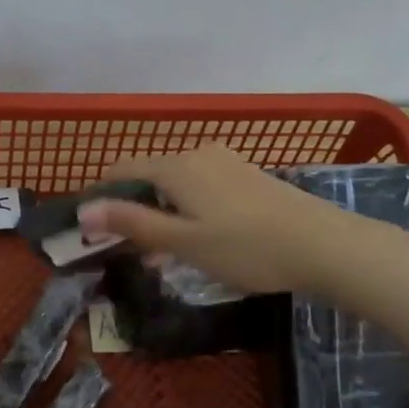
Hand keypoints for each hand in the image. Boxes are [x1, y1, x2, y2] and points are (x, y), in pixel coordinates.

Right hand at [77, 143, 359, 295]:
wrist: (325, 245)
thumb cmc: (245, 248)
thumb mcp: (182, 241)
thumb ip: (131, 223)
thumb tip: (83, 210)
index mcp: (175, 167)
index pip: (121, 171)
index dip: (100, 197)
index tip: (91, 230)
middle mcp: (197, 154)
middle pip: (148, 176)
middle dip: (131, 209)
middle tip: (127, 250)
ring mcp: (225, 162)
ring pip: (175, 184)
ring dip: (160, 213)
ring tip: (161, 253)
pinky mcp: (246, 175)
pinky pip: (200, 187)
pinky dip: (186, 209)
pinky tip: (197, 239)